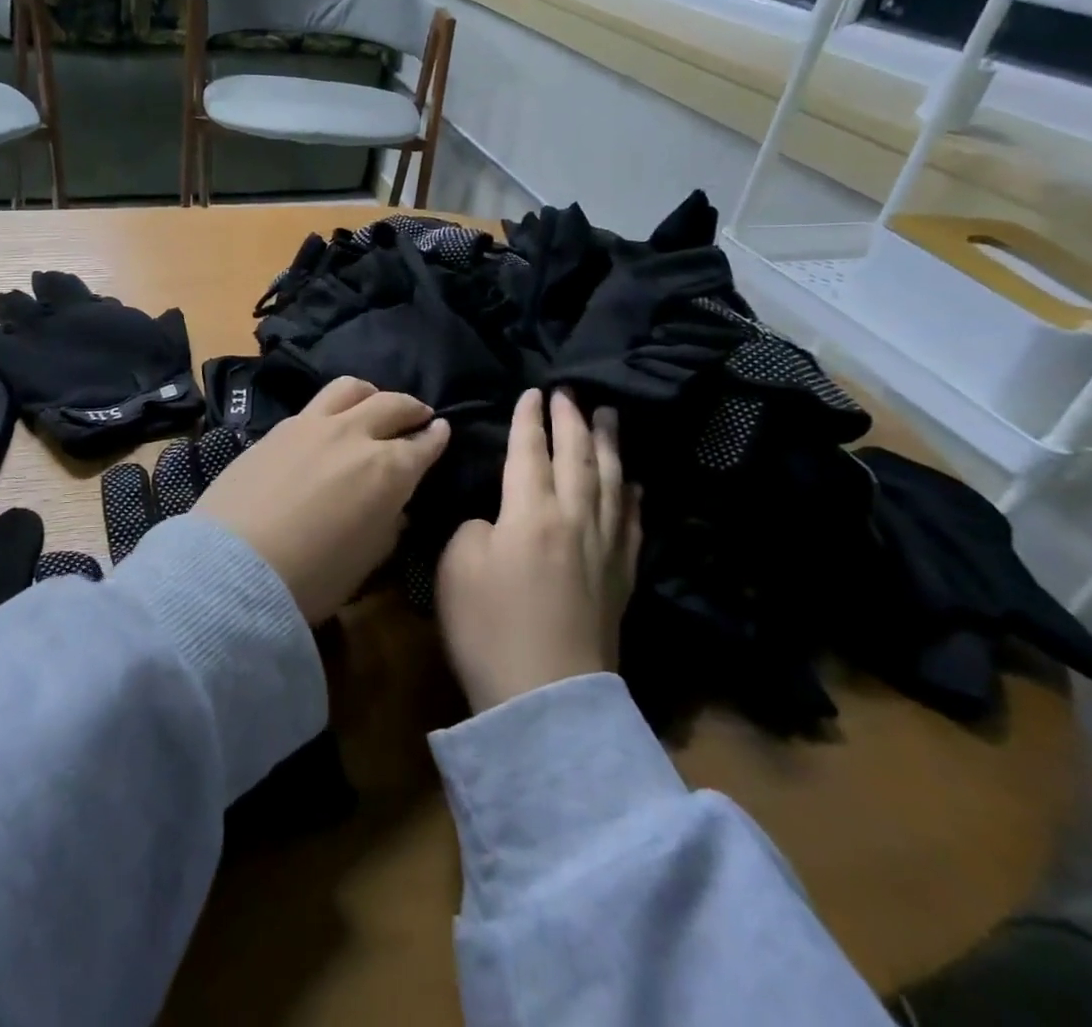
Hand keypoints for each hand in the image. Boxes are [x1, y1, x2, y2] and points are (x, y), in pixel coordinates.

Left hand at [196, 377, 449, 622]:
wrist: (233, 566)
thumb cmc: (312, 578)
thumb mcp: (368, 559)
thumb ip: (387, 523)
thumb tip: (392, 505)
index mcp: (387, 470)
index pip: (423, 444)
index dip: (436, 436)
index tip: (442, 430)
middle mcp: (354, 435)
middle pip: (391, 404)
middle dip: (411, 408)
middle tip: (418, 415)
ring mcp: (312, 425)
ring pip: (351, 388)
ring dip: (371, 394)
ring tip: (373, 403)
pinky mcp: (278, 428)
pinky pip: (316, 404)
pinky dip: (334, 408)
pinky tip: (329, 423)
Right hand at [436, 390, 641, 714]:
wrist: (546, 700)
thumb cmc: (489, 628)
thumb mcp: (457, 567)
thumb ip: (475, 528)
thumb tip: (498, 522)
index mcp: (530, 512)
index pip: (529, 451)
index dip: (529, 420)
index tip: (533, 393)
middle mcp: (574, 518)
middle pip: (577, 456)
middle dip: (572, 420)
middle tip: (571, 392)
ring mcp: (604, 548)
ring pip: (611, 481)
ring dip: (608, 445)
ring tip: (609, 416)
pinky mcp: (621, 578)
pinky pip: (631, 524)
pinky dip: (632, 497)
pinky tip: (635, 484)